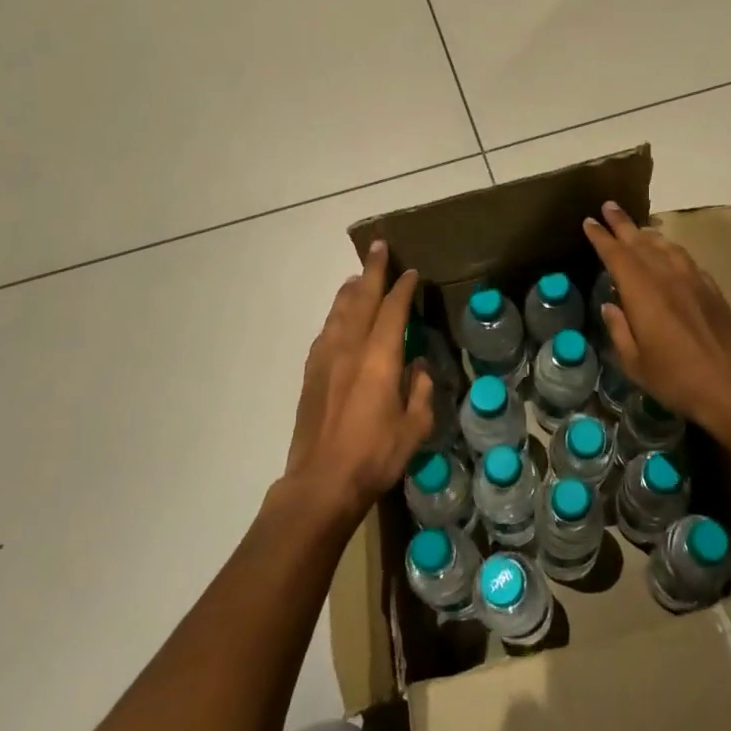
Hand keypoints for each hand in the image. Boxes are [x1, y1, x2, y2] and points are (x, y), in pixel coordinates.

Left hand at [286, 241, 432, 526]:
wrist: (320, 483)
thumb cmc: (374, 456)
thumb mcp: (414, 428)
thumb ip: (420, 392)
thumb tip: (419, 368)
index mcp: (379, 358)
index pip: (393, 311)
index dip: (403, 288)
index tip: (412, 272)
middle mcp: (349, 349)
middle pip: (361, 299)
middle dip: (371, 271)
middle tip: (378, 247)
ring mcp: (325, 359)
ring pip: (338, 312)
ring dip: (350, 290)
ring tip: (357, 276)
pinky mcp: (310, 374)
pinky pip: (325, 332)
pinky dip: (335, 315)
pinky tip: (338, 318)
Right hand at [583, 201, 730, 440]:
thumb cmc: (677, 379)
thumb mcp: (635, 363)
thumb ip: (619, 330)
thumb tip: (610, 306)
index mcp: (643, 293)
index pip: (617, 255)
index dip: (601, 237)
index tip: (590, 222)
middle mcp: (667, 277)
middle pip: (641, 242)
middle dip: (622, 224)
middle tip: (608, 206)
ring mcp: (693, 281)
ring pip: (666, 246)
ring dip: (648, 234)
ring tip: (637, 229)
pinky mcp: (712, 290)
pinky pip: (685, 259)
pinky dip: (671, 250)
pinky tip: (670, 256)